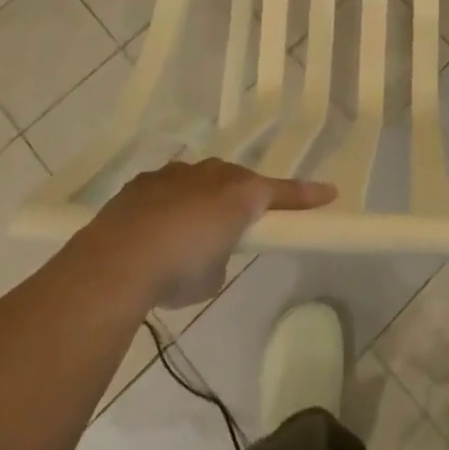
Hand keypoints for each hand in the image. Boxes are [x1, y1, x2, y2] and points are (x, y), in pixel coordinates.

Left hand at [81, 159, 336, 307]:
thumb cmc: (180, 269)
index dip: (307, 195)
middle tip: (239, 226)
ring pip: (201, 181)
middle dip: (242, 200)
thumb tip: (208, 249)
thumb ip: (221, 254)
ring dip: (202, 201)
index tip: (330, 193)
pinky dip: (169, 206)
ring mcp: (176, 174)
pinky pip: (169, 189)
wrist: (118, 260)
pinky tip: (155, 232)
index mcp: (240, 194)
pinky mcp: (145, 182)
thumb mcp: (214, 276)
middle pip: (238, 182)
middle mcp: (213, 174)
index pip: (282, 193)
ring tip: (188, 236)